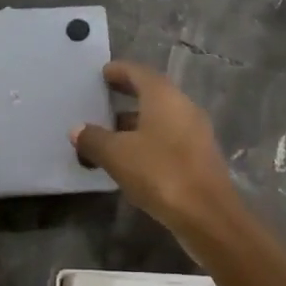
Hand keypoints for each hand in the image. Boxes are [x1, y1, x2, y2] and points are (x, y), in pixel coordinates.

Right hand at [72, 61, 238, 235]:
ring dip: (137, 121)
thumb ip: (94, 139)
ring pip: (161, 117)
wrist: (207, 214)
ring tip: (110, 132)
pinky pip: (169, 137)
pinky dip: (149, 139)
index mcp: (164, 96)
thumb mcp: (117, 155)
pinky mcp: (200, 155)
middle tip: (104, 97)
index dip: (119, 71)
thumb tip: (77, 129)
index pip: (139, 72)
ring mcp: (196, 131)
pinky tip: (132, 157)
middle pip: (152, 93)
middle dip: (128, 94)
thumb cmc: (160, 172)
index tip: (103, 73)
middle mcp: (183, 106)